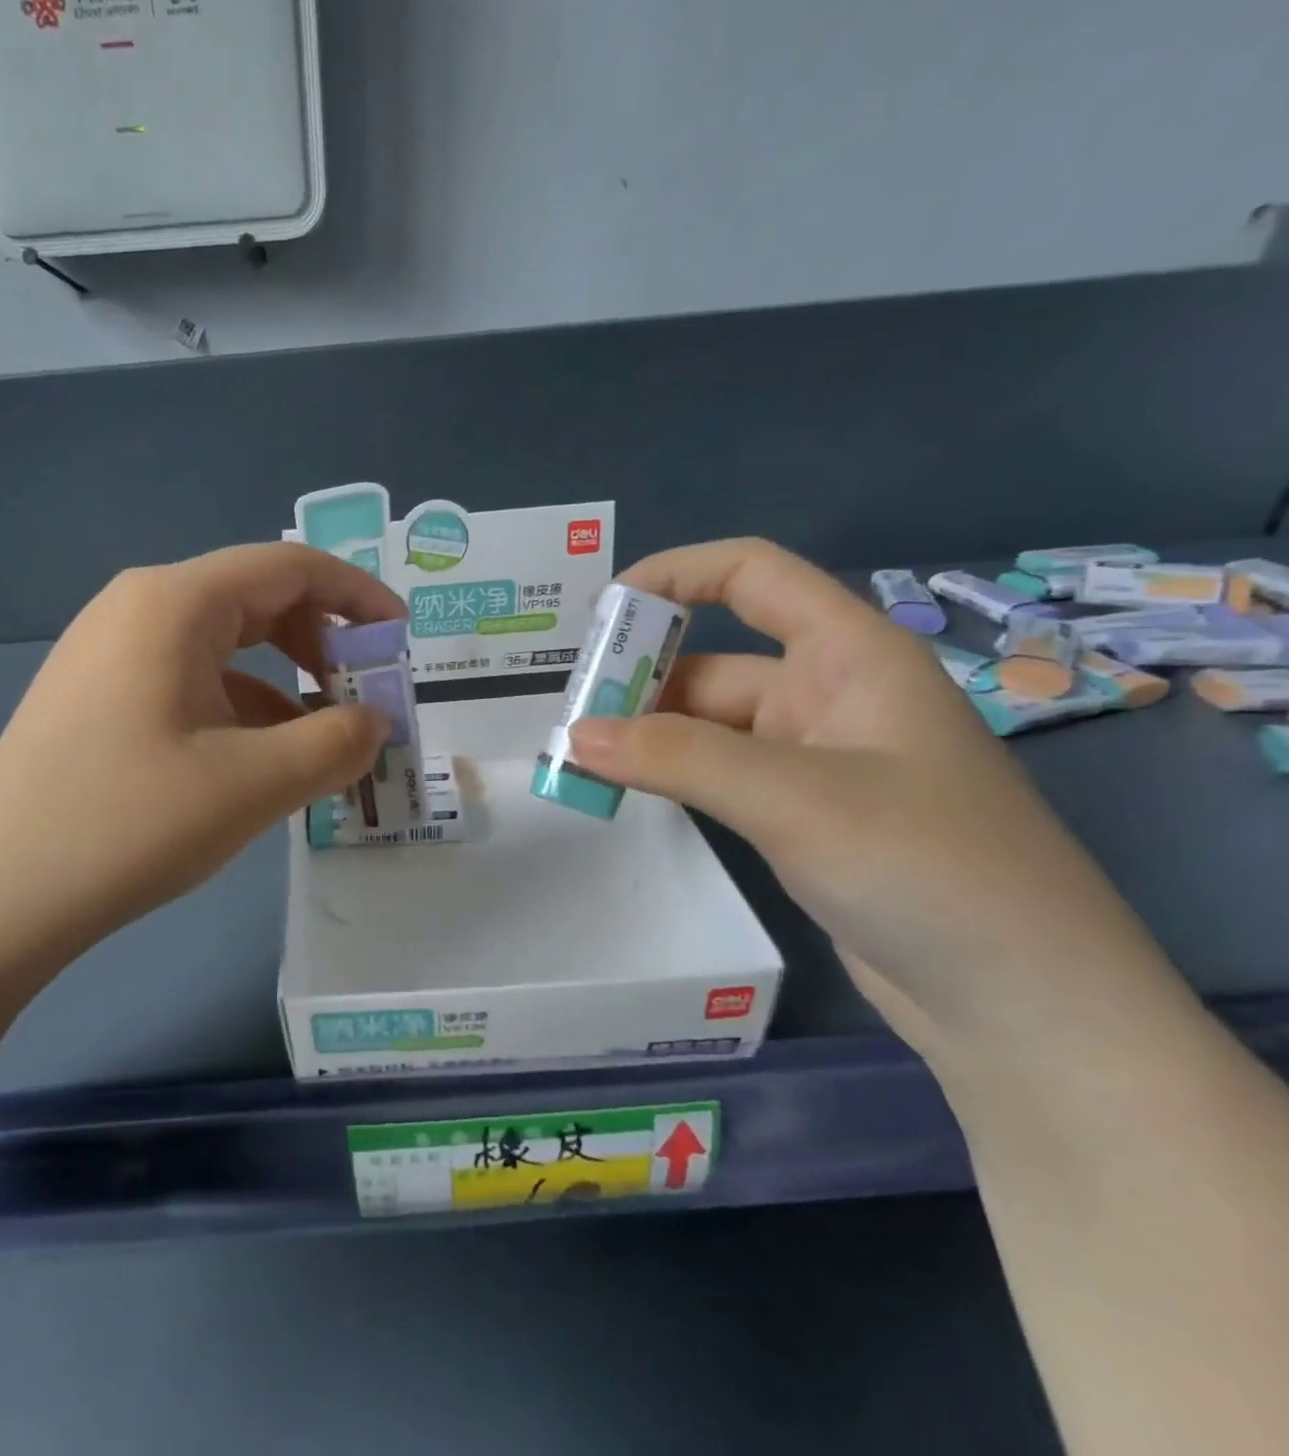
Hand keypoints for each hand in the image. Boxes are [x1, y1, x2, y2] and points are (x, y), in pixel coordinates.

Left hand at [0, 544, 400, 960]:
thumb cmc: (129, 823)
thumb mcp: (254, 784)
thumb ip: (335, 744)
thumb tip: (375, 723)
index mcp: (174, 603)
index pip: (289, 568)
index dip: (357, 597)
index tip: (401, 641)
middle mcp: (138, 608)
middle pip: (255, 601)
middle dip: (322, 644)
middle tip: (365, 698)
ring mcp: (110, 652)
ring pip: (223, 647)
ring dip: (283, 684)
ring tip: (322, 742)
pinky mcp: (97, 696)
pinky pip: (189, 682)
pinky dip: (239, 709)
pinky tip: (260, 761)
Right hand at [568, 539, 1177, 1059]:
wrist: (1022, 1003)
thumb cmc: (928, 868)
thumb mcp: (793, 797)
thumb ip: (677, 757)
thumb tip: (575, 734)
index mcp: (850, 656)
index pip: (754, 575)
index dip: (676, 574)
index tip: (602, 613)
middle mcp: (830, 695)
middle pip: (713, 661)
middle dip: (638, 679)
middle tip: (567, 717)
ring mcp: (814, 759)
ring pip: (708, 725)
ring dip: (646, 735)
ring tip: (576, 759)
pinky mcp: (800, 815)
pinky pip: (717, 773)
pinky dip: (669, 775)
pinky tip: (625, 791)